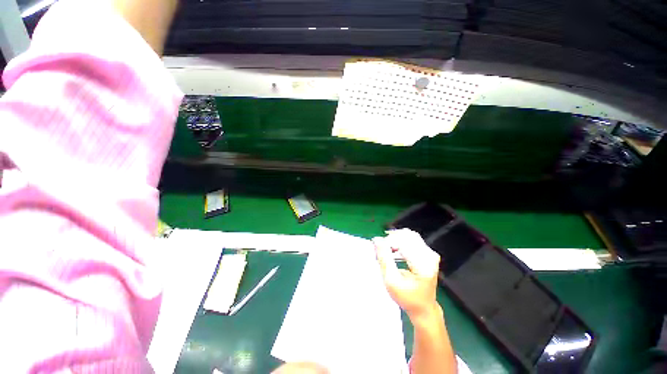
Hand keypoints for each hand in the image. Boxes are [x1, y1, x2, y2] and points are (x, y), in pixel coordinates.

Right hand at [373, 229, 440, 319]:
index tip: (378, 247)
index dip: (388, 241)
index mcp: (423, 265)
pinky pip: (413, 239)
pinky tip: (394, 251)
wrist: (423, 307)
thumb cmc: (406, 297)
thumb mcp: (391, 280)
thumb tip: (377, 239)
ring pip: (409, 235)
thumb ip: (384, 258)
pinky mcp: (429, 253)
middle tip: (382, 248)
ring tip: (387, 250)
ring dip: (396, 239)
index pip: (403, 242)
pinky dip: (401, 242)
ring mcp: (431, 254)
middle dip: (392, 239)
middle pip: (407, 235)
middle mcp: (430, 256)